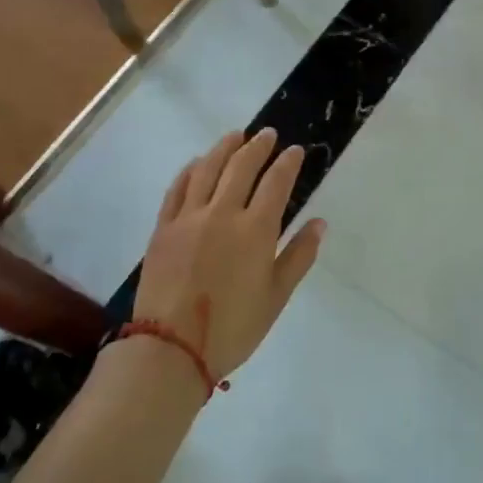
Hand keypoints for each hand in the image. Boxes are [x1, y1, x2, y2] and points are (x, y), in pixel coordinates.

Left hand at [131, 130, 323, 379]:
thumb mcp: (276, 296)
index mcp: (255, 230)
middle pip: (241, 167)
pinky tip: (197, 163)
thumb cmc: (233, 327)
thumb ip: (299, 256)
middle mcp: (222, 213)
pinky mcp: (164, 228)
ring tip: (235, 135)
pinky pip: (177, 189)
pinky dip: (190, 170)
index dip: (287, 163)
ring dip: (224, 148)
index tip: (295, 150)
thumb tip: (319, 223)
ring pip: (207, 169)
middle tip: (267, 135)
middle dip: (257, 147)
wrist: (172, 347)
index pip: (276, 183)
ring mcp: (189, 218)